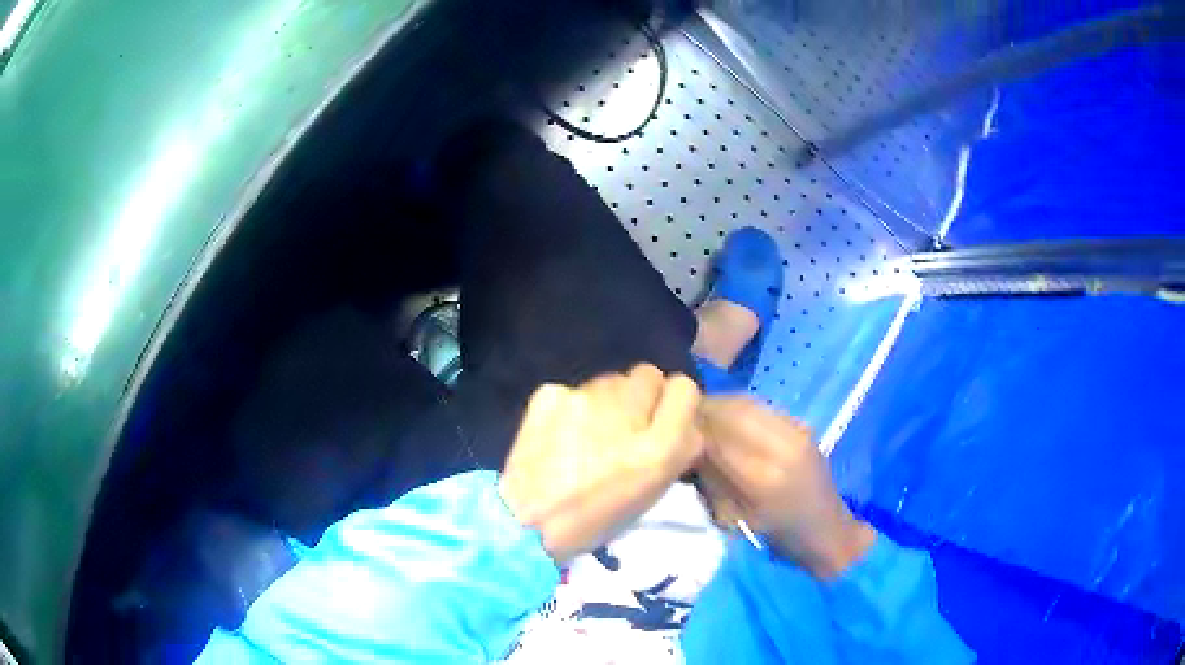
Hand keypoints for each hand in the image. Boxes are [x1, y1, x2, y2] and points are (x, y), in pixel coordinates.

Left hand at [500, 365, 702, 563]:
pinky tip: (559, 434)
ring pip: (610, 380)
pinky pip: (575, 390)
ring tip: (587, 434)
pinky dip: (571, 408)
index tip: (660, 420)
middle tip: (623, 426)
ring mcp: (584, 398)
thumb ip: (677, 447)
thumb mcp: (653, 492)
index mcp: (658, 448)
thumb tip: (682, 419)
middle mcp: (626, 413)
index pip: (684, 388)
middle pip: (648, 374)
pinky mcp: (550, 393)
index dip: (673, 403)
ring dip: (607, 401)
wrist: (526, 523)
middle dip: (641, 397)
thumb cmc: (596, 518)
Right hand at [698, 397, 876, 578]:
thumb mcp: (732, 518)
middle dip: (702, 410)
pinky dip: (737, 409)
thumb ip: (710, 480)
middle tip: (681, 418)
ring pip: (745, 402)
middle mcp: (781, 446)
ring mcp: (796, 431)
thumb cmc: (775, 536)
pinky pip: (760, 407)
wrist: (826, 530)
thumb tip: (687, 447)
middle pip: (731, 411)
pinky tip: (727, 421)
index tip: (670, 429)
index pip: (716, 436)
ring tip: (701, 417)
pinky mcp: (801, 425)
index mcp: (762, 477)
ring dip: (719, 405)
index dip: (690, 427)